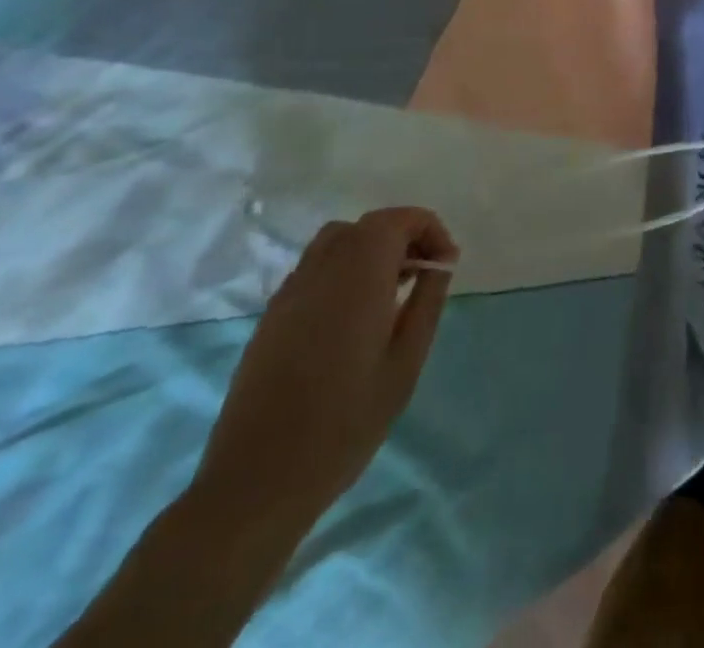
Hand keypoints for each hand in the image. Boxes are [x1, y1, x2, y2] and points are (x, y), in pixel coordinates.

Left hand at [192, 207, 457, 536]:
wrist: (257, 483)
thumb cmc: (346, 421)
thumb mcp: (406, 361)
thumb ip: (427, 301)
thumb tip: (440, 263)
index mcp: (358, 275)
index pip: (398, 220)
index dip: (429, 230)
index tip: (445, 266)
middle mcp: (321, 271)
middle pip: (368, 226)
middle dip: (404, 237)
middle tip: (424, 276)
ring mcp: (289, 293)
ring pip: (337, 242)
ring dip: (371, 250)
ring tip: (392, 291)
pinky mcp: (271, 317)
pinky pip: (315, 270)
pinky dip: (344, 271)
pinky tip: (354, 316)